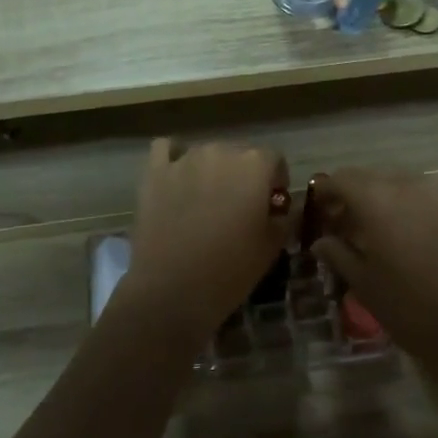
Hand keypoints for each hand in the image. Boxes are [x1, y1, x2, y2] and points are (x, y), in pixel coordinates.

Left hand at [123, 139, 288, 338]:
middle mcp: (221, 151)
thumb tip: (280, 209)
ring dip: (211, 170)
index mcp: (255, 165)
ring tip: (206, 201)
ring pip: (205, 153)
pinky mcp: (154, 172)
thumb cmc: (230, 269)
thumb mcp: (272, 247)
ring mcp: (184, 159)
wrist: (172, 288)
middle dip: (244, 175)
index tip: (271, 205)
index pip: (274, 159)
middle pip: (239, 154)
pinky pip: (166, 149)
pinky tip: (176, 176)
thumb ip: (283, 219)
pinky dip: (173, 158)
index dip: (275, 181)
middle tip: (238, 207)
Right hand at [310, 169, 437, 388]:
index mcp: (378, 201)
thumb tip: (321, 241)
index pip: (341, 179)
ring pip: (397, 183)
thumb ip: (338, 253)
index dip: (325, 193)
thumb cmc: (410, 309)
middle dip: (352, 195)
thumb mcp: (364, 284)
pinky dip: (406, 205)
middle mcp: (409, 186)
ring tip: (375, 231)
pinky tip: (405, 235)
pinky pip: (422, 195)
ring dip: (380, 198)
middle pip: (369, 177)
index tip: (318, 213)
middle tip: (342, 224)